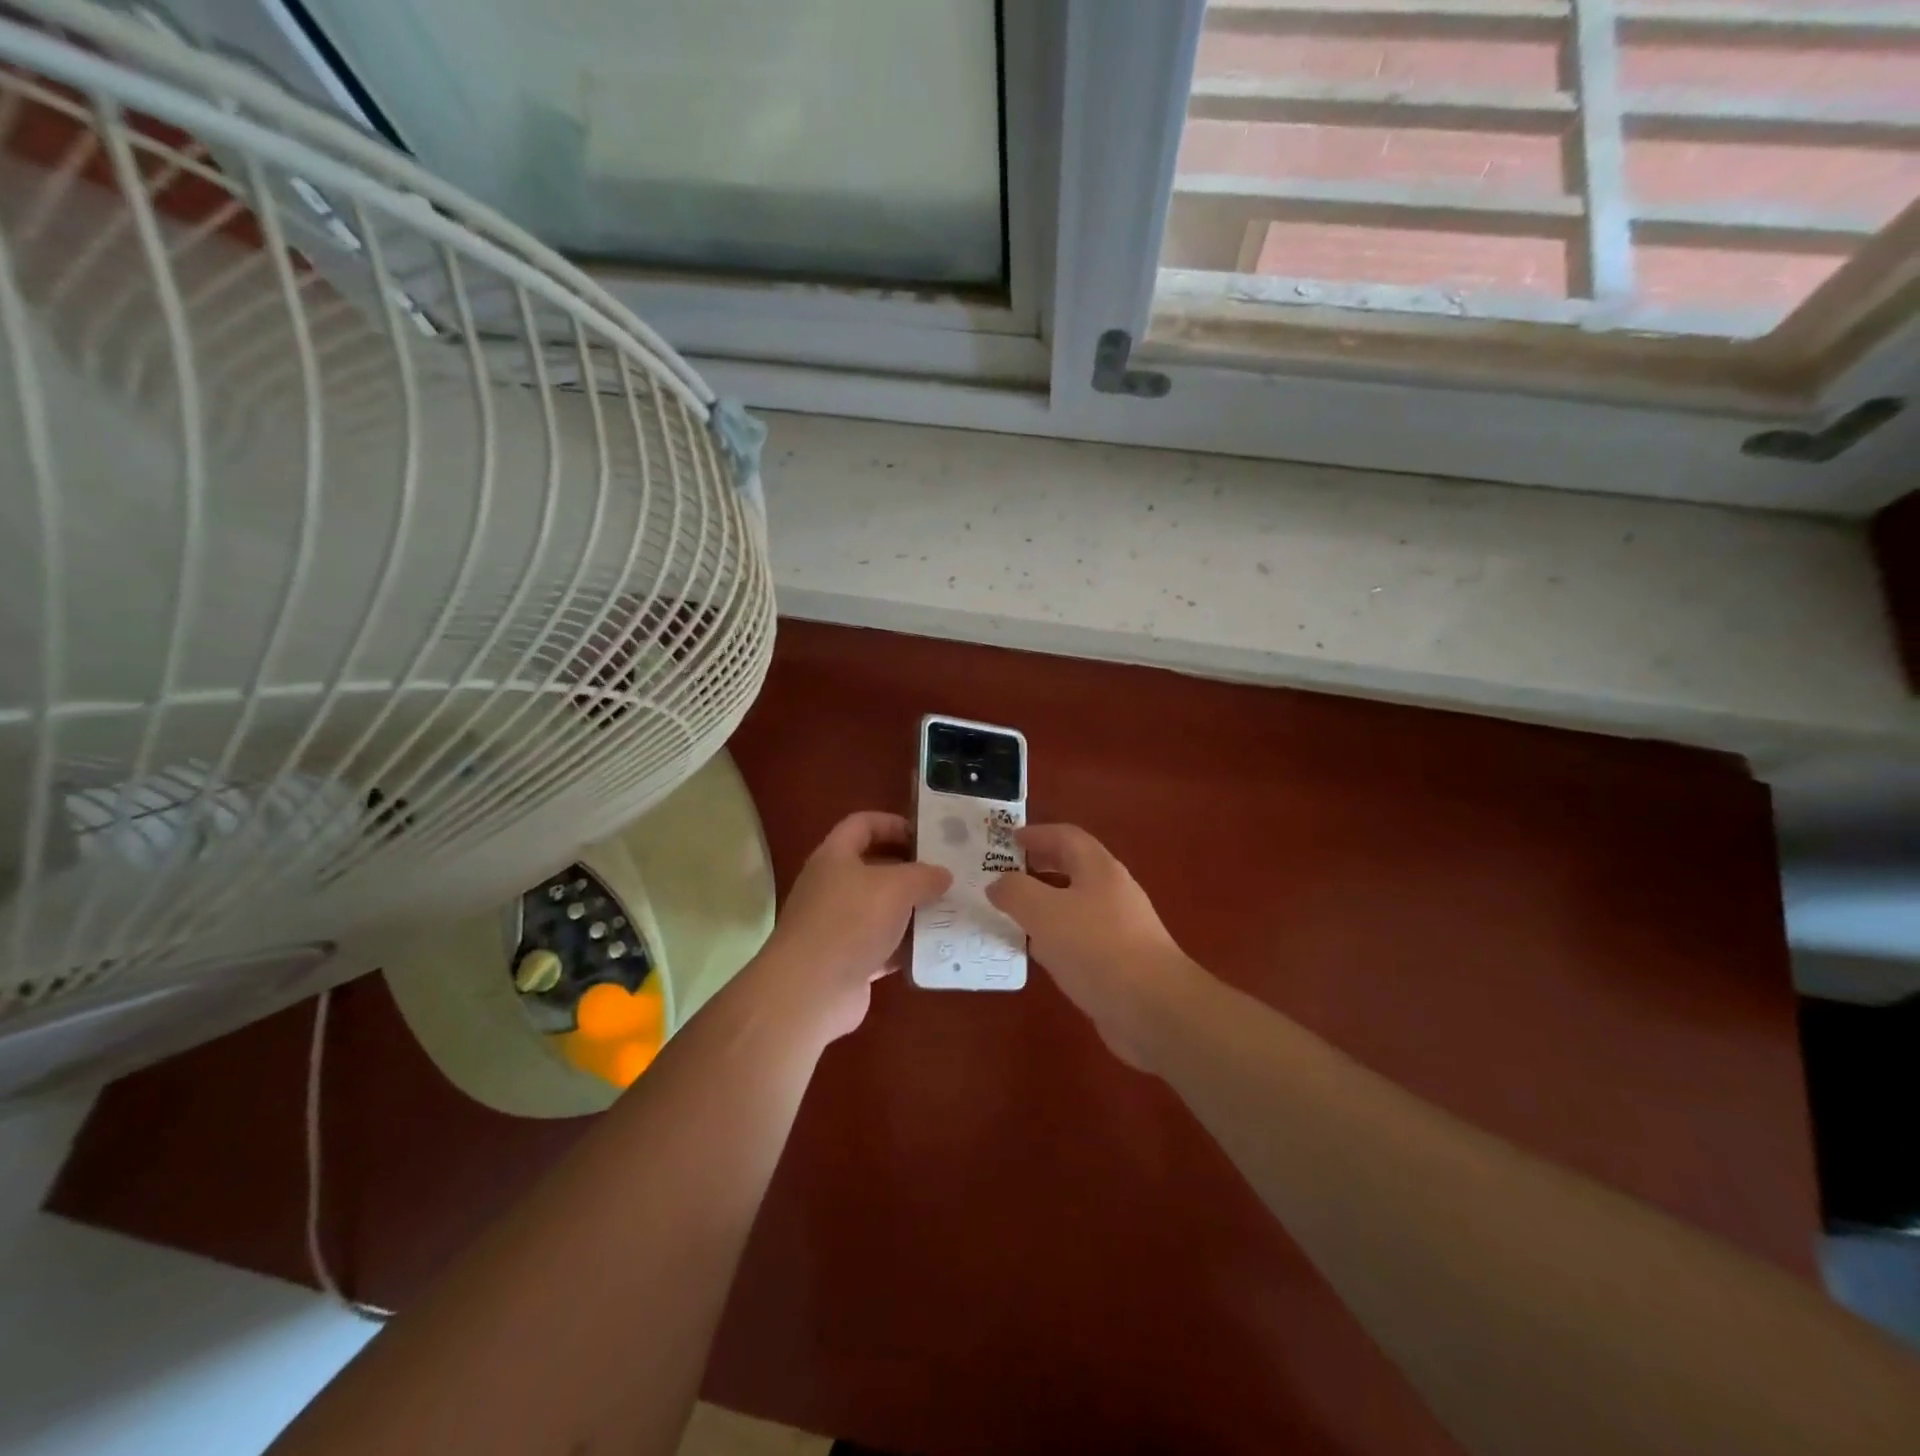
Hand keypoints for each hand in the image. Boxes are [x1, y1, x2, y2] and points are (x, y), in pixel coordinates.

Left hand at [758, 811, 950, 1041]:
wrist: (810, 991)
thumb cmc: (851, 922)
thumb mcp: (895, 887)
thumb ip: (923, 876)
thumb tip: (942, 875)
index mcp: (835, 857)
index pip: (863, 824)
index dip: (893, 823)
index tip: (927, 836)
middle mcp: (832, 886)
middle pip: (874, 867)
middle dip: (910, 870)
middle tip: (946, 875)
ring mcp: (838, 926)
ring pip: (881, 909)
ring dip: (912, 910)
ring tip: (949, 910)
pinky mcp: (847, 961)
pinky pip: (883, 946)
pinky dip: (905, 946)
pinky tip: (935, 948)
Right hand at [987, 823, 1202, 1067]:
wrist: (1154, 1008)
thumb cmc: (1096, 948)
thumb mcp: (1044, 913)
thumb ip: (1015, 892)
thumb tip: (998, 883)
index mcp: (1098, 868)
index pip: (1066, 836)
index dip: (1037, 834)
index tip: (1008, 840)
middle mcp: (1113, 891)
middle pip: (1073, 868)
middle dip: (1040, 867)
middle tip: (1006, 874)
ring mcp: (1120, 927)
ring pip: (1076, 904)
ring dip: (1045, 904)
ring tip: (1014, 913)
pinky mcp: (1120, 960)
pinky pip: (1081, 937)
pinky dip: (1056, 936)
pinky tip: (1039, 953)